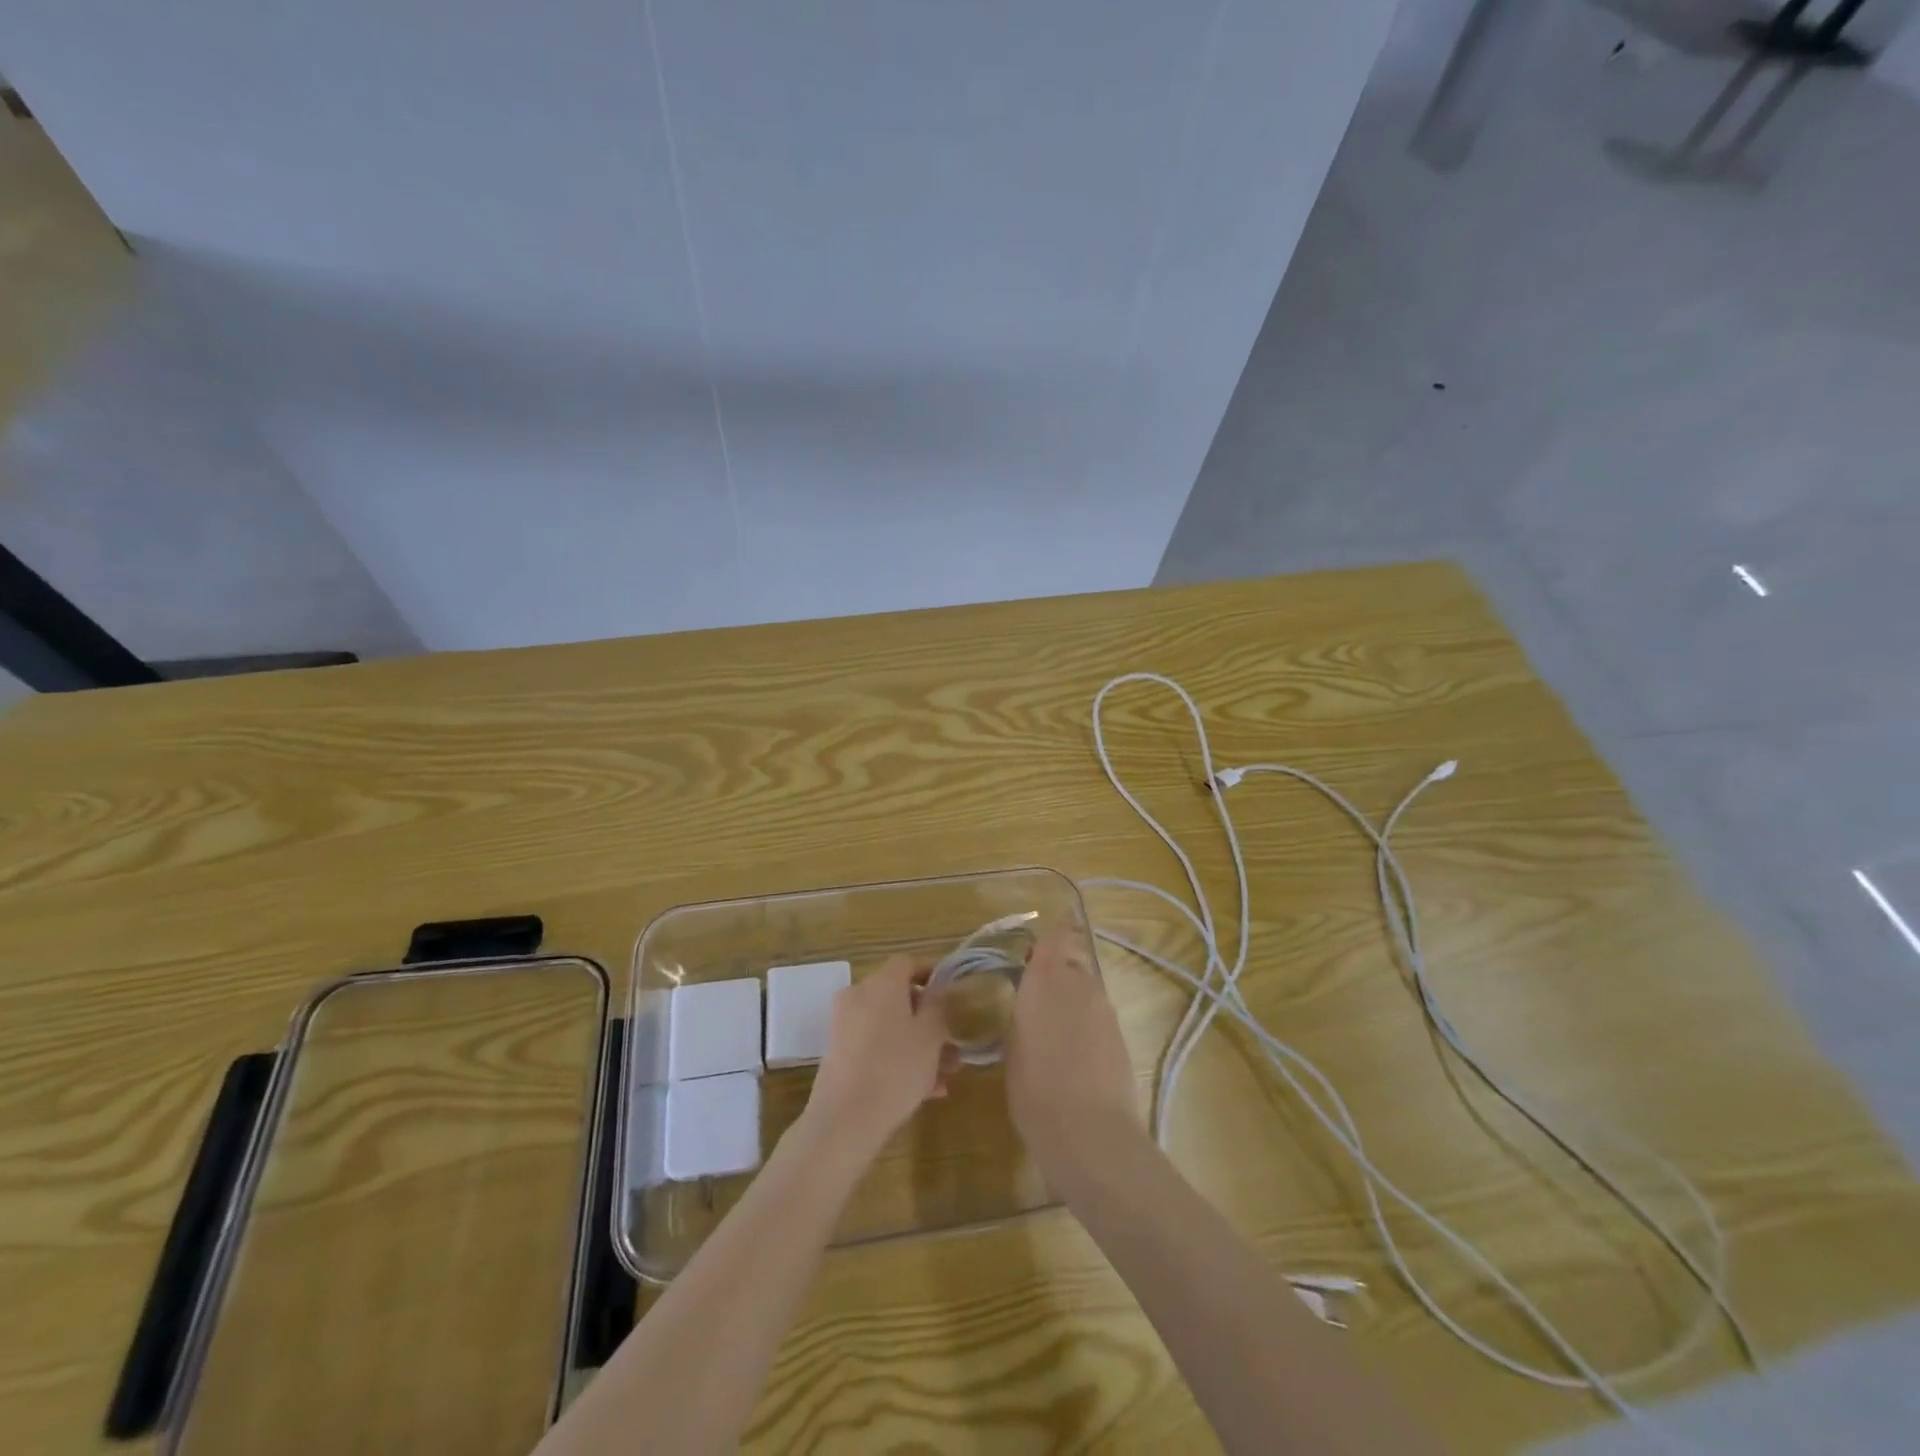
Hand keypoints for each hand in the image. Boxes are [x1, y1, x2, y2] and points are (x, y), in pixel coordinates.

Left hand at [804, 955, 957, 1156]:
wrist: (845, 1119)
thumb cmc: (896, 1067)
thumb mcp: (931, 1035)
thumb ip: (939, 1006)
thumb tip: (938, 991)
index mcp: (882, 983)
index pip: (908, 963)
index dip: (931, 974)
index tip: (951, 994)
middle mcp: (859, 996)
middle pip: (899, 998)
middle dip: (928, 1020)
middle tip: (952, 1044)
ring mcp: (844, 1026)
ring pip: (889, 1027)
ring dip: (917, 1045)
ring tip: (945, 1076)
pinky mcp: (838, 1055)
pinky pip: (875, 1047)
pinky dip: (897, 1059)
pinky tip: (925, 1091)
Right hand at [1006, 925, 1142, 1178]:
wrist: (1089, 1132)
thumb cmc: (1034, 1088)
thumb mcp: (1014, 1046)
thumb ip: (1025, 1013)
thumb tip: (1032, 1006)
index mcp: (1045, 978)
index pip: (1055, 936)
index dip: (1047, 940)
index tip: (1030, 955)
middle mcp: (1079, 983)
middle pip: (1071, 960)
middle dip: (1056, 972)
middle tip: (1036, 998)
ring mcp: (1105, 1008)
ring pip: (1086, 989)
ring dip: (1072, 1000)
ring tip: (1053, 1033)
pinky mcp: (1121, 1034)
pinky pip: (1098, 1015)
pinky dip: (1086, 1025)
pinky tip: (1074, 1055)